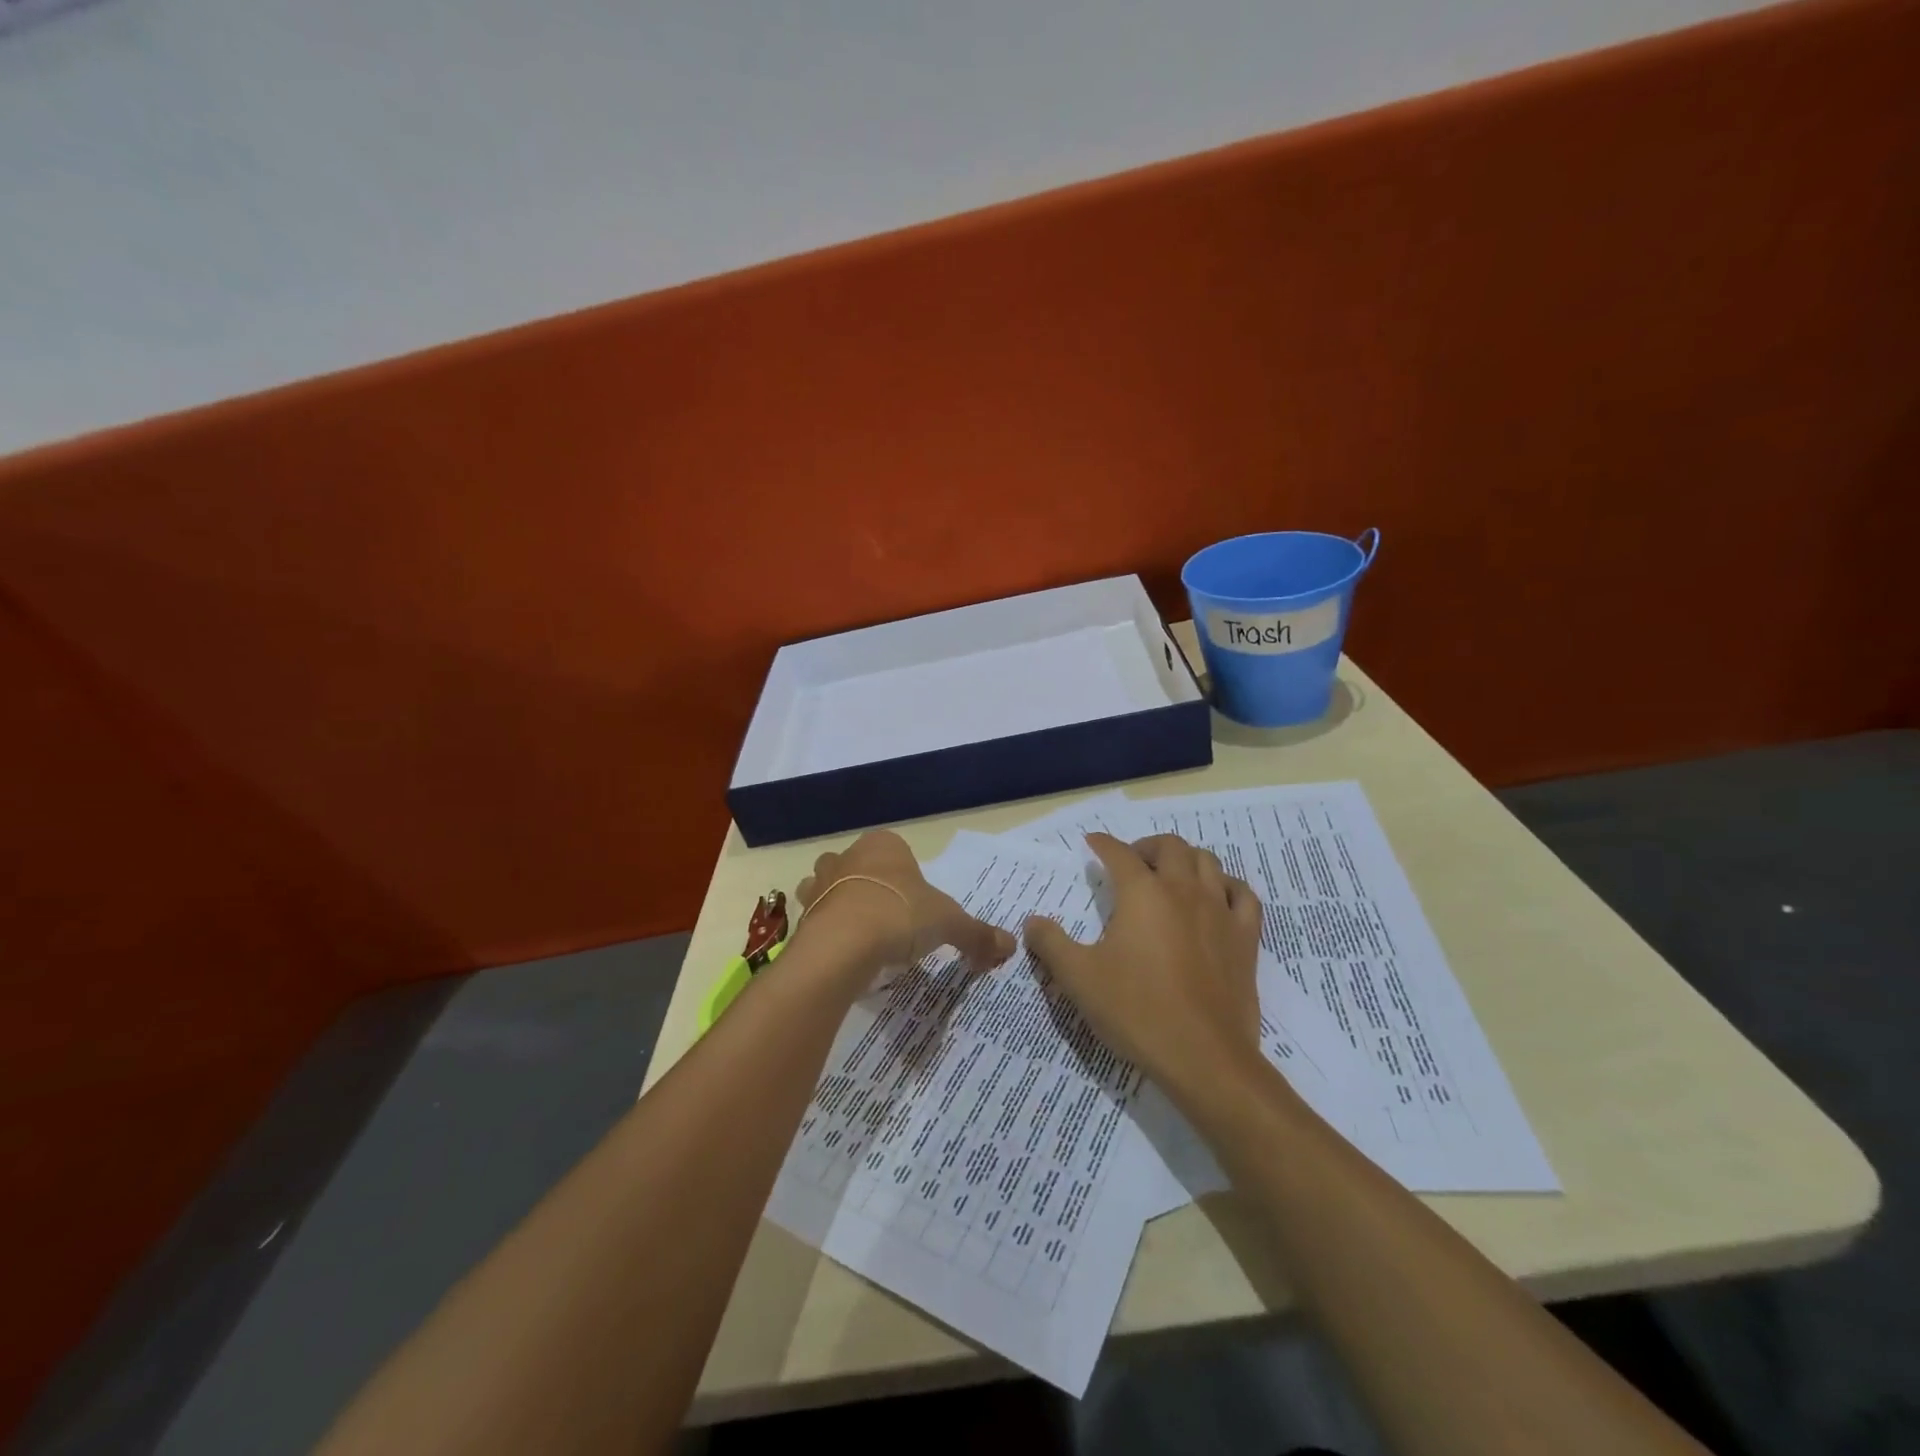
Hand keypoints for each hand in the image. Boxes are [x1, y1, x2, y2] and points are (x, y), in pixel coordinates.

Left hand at [797, 830, 1016, 984]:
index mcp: (884, 845)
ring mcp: (820, 883)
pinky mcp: (801, 914)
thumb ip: (978, 934)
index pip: (897, 850)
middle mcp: (848, 855)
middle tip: (891, 920)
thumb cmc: (901, 916)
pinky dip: (827, 931)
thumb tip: (1009, 946)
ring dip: (842, 904)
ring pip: (830, 887)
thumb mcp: (950, 924)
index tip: (917, 905)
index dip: (908, 876)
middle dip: (871, 886)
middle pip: (860, 865)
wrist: (843, 945)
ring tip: (863, 937)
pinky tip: (843, 953)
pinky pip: (816, 918)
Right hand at [1024, 833, 1263, 1097]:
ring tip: (1170, 875)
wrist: (1204, 1057)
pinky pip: (1243, 895)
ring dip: (1185, 859)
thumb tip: (1032, 921)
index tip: (1092, 844)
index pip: (1119, 853)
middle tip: (1131, 863)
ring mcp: (1219, 912)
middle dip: (1146, 846)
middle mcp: (1183, 890)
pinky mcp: (1245, 938)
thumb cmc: (1136, 1011)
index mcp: (1142, 893)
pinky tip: (1216, 897)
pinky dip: (1226, 886)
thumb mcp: (1079, 978)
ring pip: (1208, 862)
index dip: (1103, 844)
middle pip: (1169, 846)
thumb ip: (1051, 944)